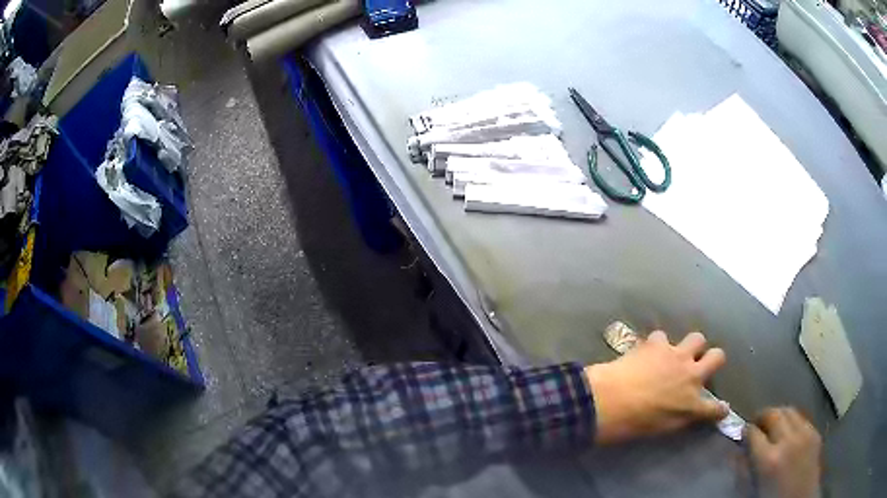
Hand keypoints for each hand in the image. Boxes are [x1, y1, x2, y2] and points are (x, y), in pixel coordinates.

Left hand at [584, 331, 727, 444]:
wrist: (609, 401)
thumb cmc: (632, 424)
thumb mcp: (660, 428)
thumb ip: (678, 417)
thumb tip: (683, 410)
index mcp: (691, 405)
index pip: (714, 408)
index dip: (719, 409)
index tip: (721, 408)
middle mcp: (691, 376)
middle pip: (718, 357)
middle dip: (713, 358)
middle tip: (702, 363)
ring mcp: (676, 356)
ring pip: (697, 338)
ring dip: (690, 346)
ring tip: (677, 353)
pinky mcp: (658, 344)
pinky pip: (663, 337)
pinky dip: (658, 344)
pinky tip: (648, 351)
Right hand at [747, 408, 821, 497]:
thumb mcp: (752, 491)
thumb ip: (743, 471)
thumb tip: (735, 453)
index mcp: (769, 459)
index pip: (753, 433)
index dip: (746, 431)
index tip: (742, 433)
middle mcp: (788, 440)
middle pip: (774, 415)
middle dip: (762, 416)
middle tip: (756, 423)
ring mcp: (805, 434)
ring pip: (790, 411)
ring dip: (778, 415)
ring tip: (772, 425)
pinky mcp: (816, 433)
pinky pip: (802, 419)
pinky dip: (792, 421)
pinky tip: (789, 433)